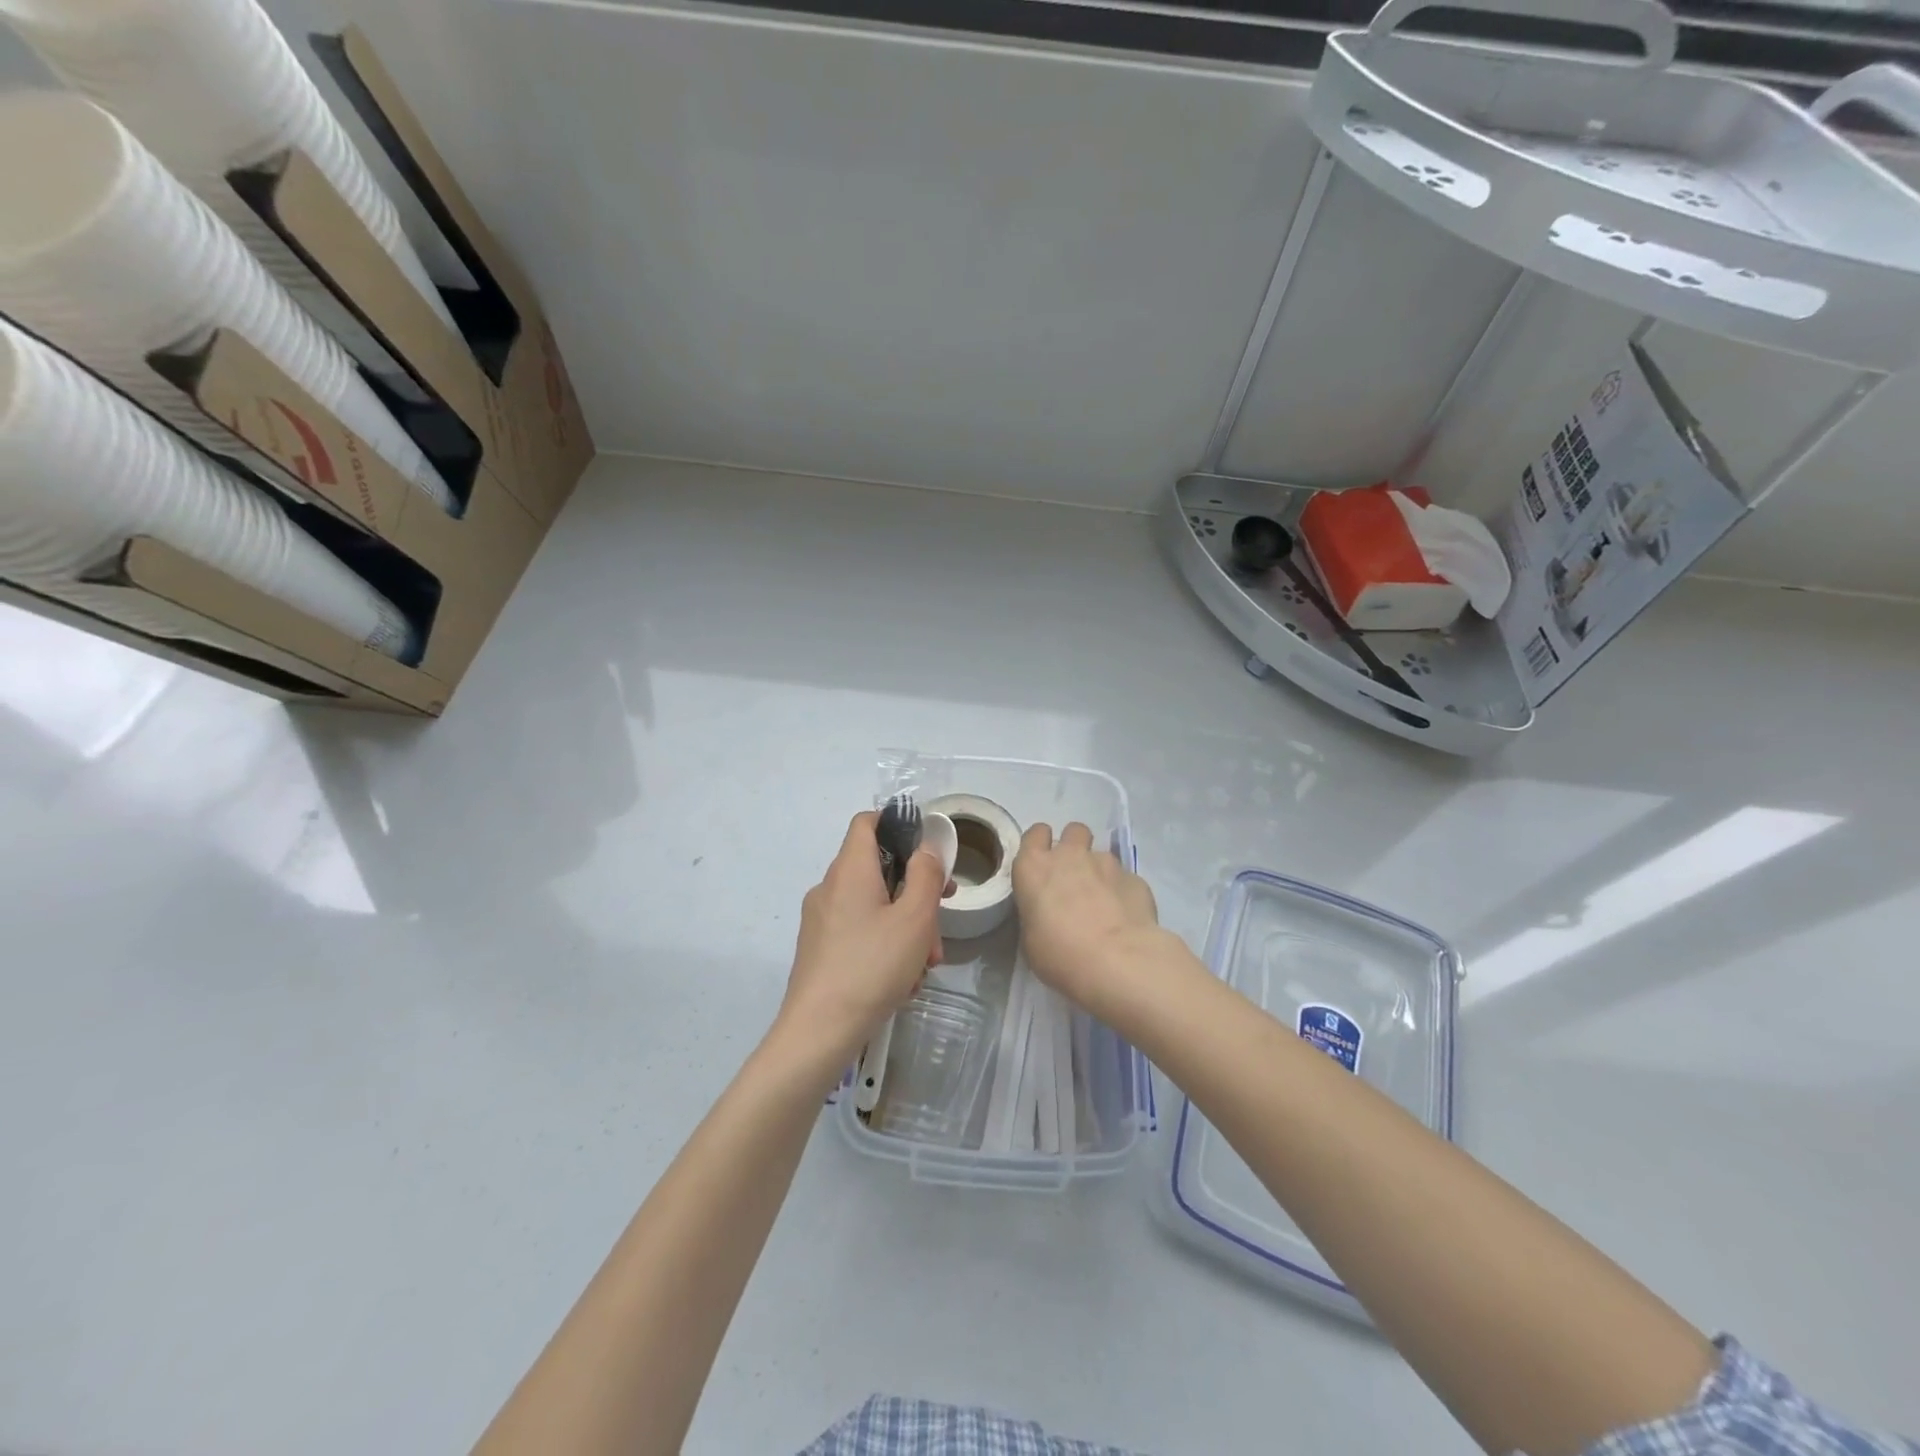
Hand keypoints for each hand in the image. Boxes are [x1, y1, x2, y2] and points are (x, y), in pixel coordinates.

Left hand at [775, 811, 944, 1070]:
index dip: (898, 825)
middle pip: (877, 870)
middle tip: (939, 923)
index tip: (926, 851)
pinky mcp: (819, 948)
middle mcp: (830, 887)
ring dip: (904, 927)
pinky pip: (858, 932)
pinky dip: (884, 946)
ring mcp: (821, 919)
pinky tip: (901, 982)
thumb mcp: (915, 918)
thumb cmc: (872, 966)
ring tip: (925, 965)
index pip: (867, 822)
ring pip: (872, 906)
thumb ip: (926, 875)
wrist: (819, 1031)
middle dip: (914, 894)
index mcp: (850, 869)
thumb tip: (925, 850)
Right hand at [1012, 821, 1164, 1011]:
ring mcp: (1106, 863)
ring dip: (1100, 872)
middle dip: (1075, 846)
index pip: (1035, 834)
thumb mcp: (1031, 938)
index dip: (1040, 845)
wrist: (1117, 961)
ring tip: (1104, 903)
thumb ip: (1038, 911)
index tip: (1043, 863)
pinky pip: (1125, 879)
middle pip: (1074, 831)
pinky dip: (1123, 892)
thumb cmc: (1060, 954)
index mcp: (1035, 867)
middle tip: (1075, 875)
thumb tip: (1050, 911)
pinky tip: (1126, 918)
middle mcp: (1070, 855)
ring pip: (1102, 855)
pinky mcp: (1135, 878)